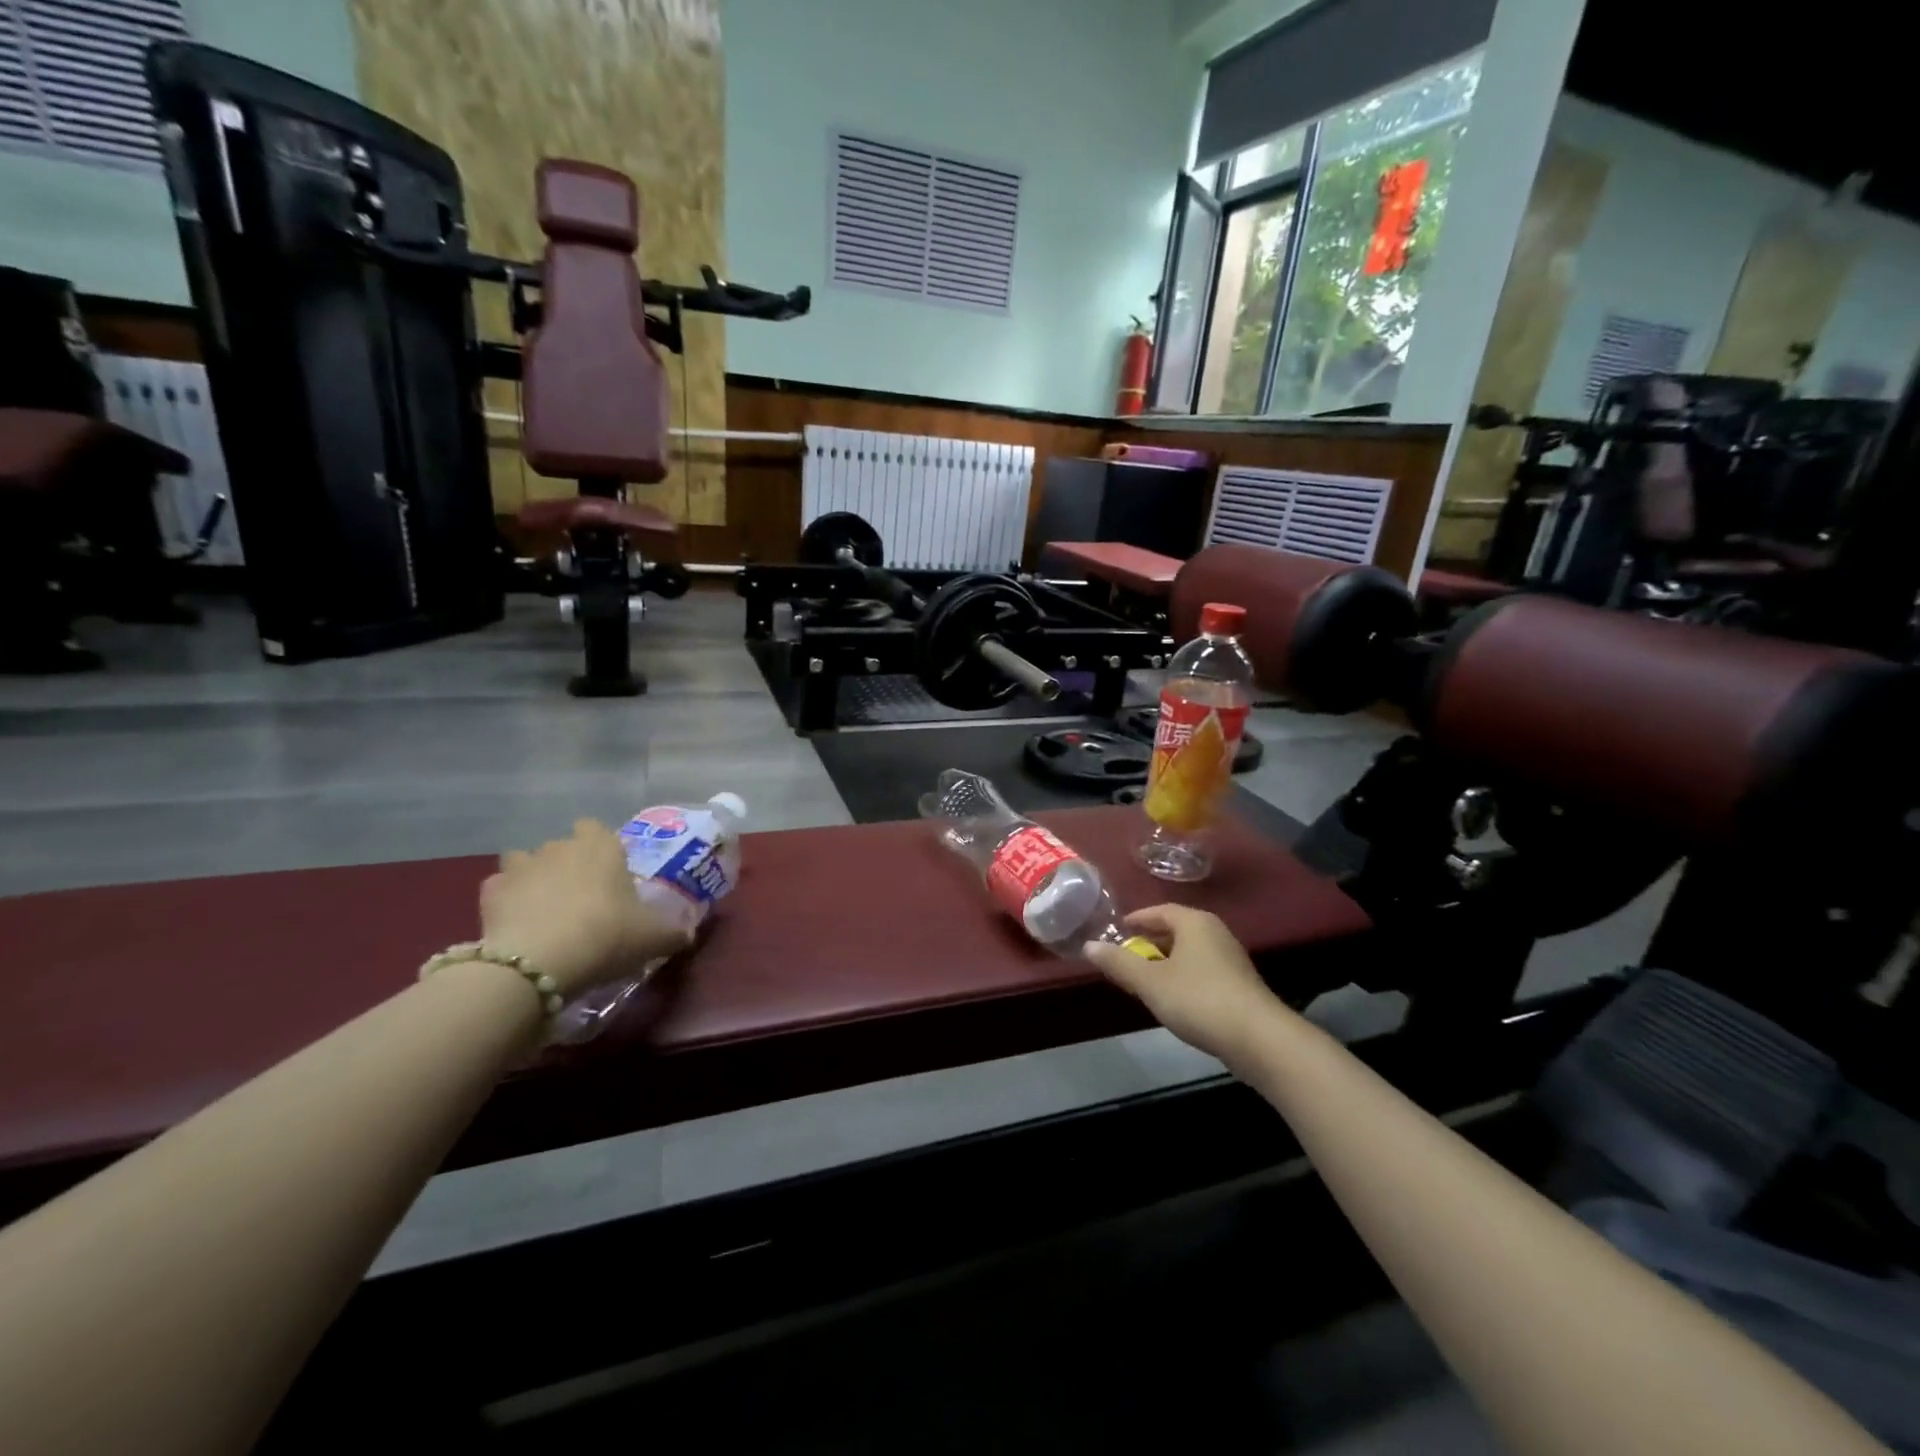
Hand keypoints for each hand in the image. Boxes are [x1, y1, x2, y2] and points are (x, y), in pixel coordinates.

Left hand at [481, 820, 690, 998]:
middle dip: (567, 867)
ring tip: (543, 911)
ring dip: (532, 879)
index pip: (597, 829)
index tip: (608, 877)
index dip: (601, 850)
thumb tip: (686, 934)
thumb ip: (673, 932)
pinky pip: (499, 889)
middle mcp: (560, 846)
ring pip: (524, 862)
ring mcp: (521, 866)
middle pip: (562, 847)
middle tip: (580, 902)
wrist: (540, 961)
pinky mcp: (489, 892)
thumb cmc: (608, 935)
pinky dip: (505, 902)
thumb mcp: (654, 938)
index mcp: (602, 845)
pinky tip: (516, 925)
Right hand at [1084, 905, 1281, 1064]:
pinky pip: (1202, 971)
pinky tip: (1173, 999)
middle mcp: (1215, 932)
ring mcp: (1231, 959)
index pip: (1158, 910)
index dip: (1135, 920)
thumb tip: (1089, 946)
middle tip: (1125, 957)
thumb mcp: (1149, 982)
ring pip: (1189, 952)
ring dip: (1165, 962)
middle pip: (1175, 930)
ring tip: (1144, 980)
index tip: (1116, 932)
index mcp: (1194, 922)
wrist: (1259, 1039)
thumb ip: (1119, 963)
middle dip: (1149, 942)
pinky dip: (1183, 977)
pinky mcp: (1240, 985)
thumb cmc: (1198, 999)